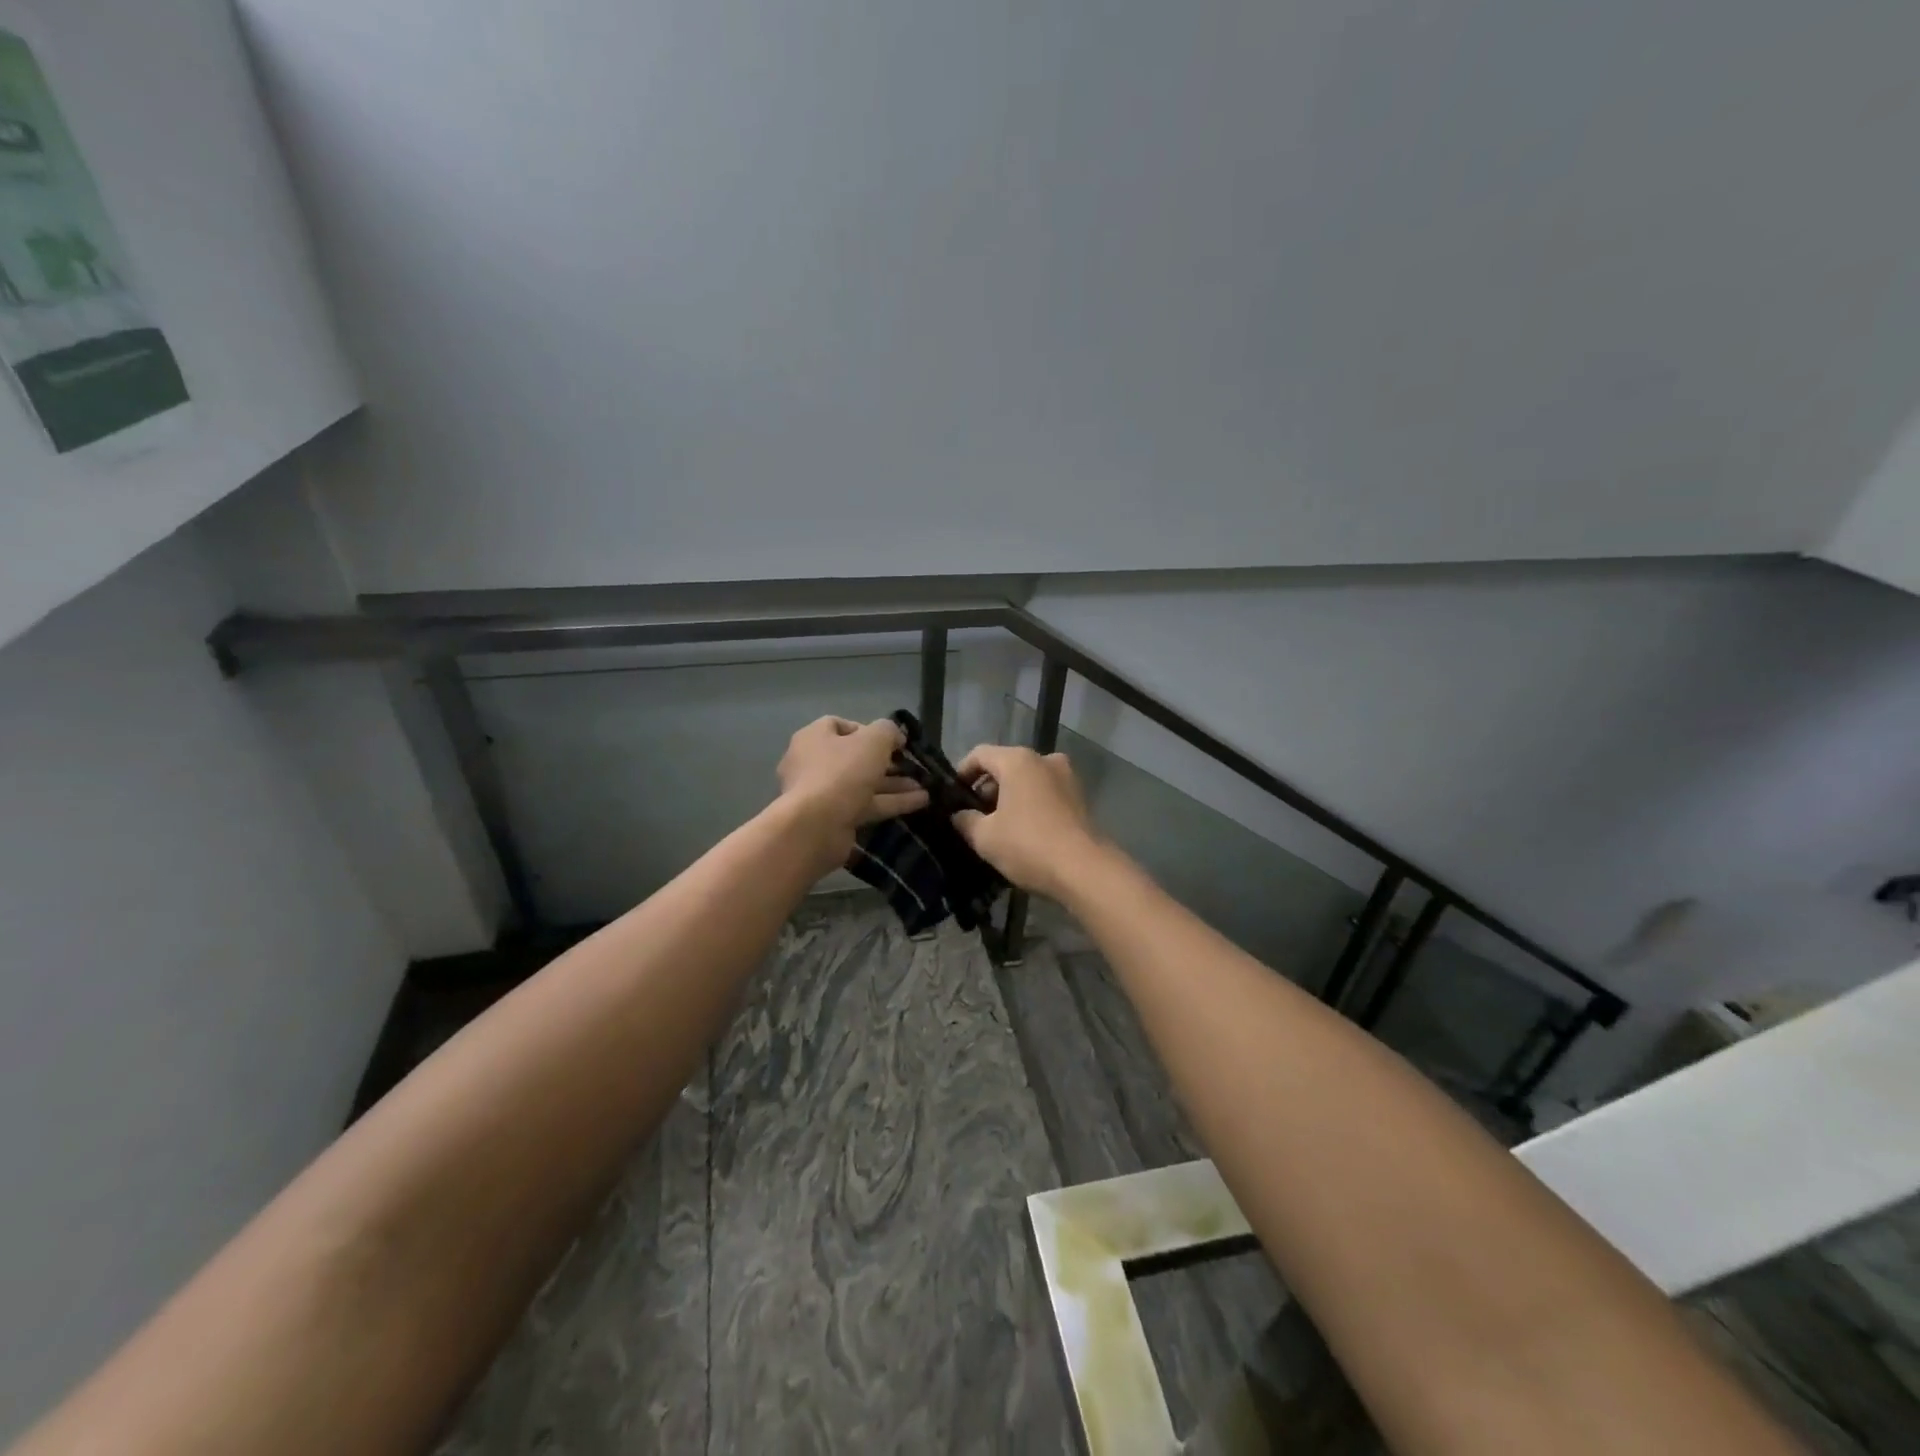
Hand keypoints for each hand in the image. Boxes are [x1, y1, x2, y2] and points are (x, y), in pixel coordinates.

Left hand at [776, 717, 928, 870]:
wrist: (816, 827)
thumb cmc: (842, 772)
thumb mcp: (873, 741)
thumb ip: (888, 731)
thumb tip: (896, 737)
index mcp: (814, 739)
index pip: (838, 726)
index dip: (867, 730)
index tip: (891, 740)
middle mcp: (814, 764)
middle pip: (854, 758)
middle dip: (886, 762)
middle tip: (910, 765)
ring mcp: (823, 794)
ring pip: (863, 784)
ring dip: (893, 784)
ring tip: (924, 785)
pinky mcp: (834, 819)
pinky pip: (866, 806)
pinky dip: (891, 803)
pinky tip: (920, 802)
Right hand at [952, 745, 1104, 899]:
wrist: (1084, 870)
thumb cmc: (1028, 845)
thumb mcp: (985, 837)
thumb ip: (965, 821)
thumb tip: (958, 815)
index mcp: (1018, 760)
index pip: (980, 754)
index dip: (962, 772)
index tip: (953, 795)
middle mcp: (1045, 759)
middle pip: (1006, 765)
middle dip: (987, 788)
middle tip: (973, 815)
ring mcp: (1067, 777)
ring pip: (1028, 779)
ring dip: (1009, 797)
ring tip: (997, 826)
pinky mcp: (1080, 797)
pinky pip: (1045, 792)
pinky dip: (1030, 804)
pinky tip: (1023, 830)